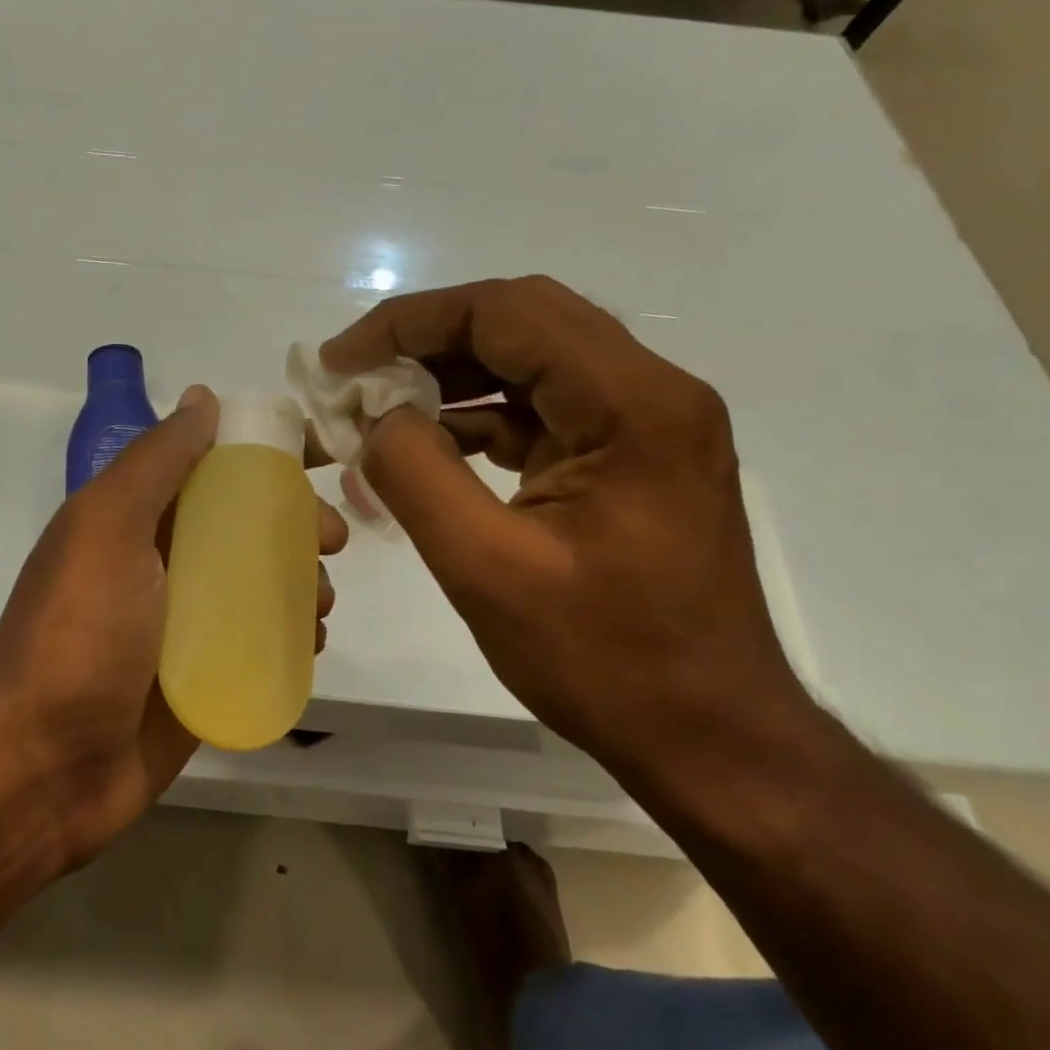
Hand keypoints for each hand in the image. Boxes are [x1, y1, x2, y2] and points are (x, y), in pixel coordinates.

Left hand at [0, 386, 348, 868]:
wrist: (45, 767)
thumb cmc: (80, 634)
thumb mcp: (108, 527)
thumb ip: (156, 461)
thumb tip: (203, 397)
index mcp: (137, 519)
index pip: (212, 469)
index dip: (265, 461)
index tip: (318, 464)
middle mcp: (163, 564)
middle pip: (247, 527)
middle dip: (297, 526)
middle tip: (331, 544)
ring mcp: (185, 625)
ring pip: (262, 585)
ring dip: (303, 583)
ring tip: (322, 605)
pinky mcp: (205, 678)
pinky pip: (262, 643)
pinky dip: (293, 636)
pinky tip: (313, 644)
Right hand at [320, 276, 807, 769]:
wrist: (710, 736)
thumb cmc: (606, 661)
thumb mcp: (487, 569)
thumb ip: (416, 474)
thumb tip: (375, 417)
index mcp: (632, 405)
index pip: (507, 313)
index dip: (409, 322)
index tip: (340, 359)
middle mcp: (651, 391)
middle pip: (522, 321)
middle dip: (427, 338)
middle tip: (356, 374)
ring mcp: (645, 423)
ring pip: (530, 359)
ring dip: (450, 374)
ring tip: (379, 407)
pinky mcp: (628, 456)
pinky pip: (542, 407)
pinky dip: (478, 415)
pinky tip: (428, 445)